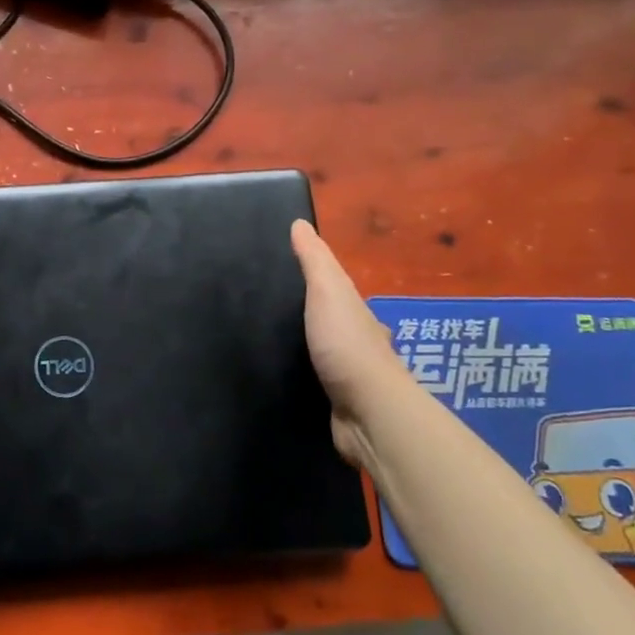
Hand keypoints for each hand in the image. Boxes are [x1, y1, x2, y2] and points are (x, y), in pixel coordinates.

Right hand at [290, 220, 405, 467]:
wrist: (367, 412)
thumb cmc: (347, 345)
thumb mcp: (328, 291)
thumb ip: (314, 260)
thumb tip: (300, 222)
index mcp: (359, 314)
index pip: (336, 292)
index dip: (315, 282)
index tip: (283, 276)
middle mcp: (360, 344)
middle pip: (331, 323)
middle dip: (308, 318)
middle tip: (268, 311)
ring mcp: (351, 378)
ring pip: (324, 356)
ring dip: (305, 351)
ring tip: (267, 344)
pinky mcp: (338, 406)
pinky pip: (315, 385)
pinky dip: (302, 379)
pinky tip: (282, 378)